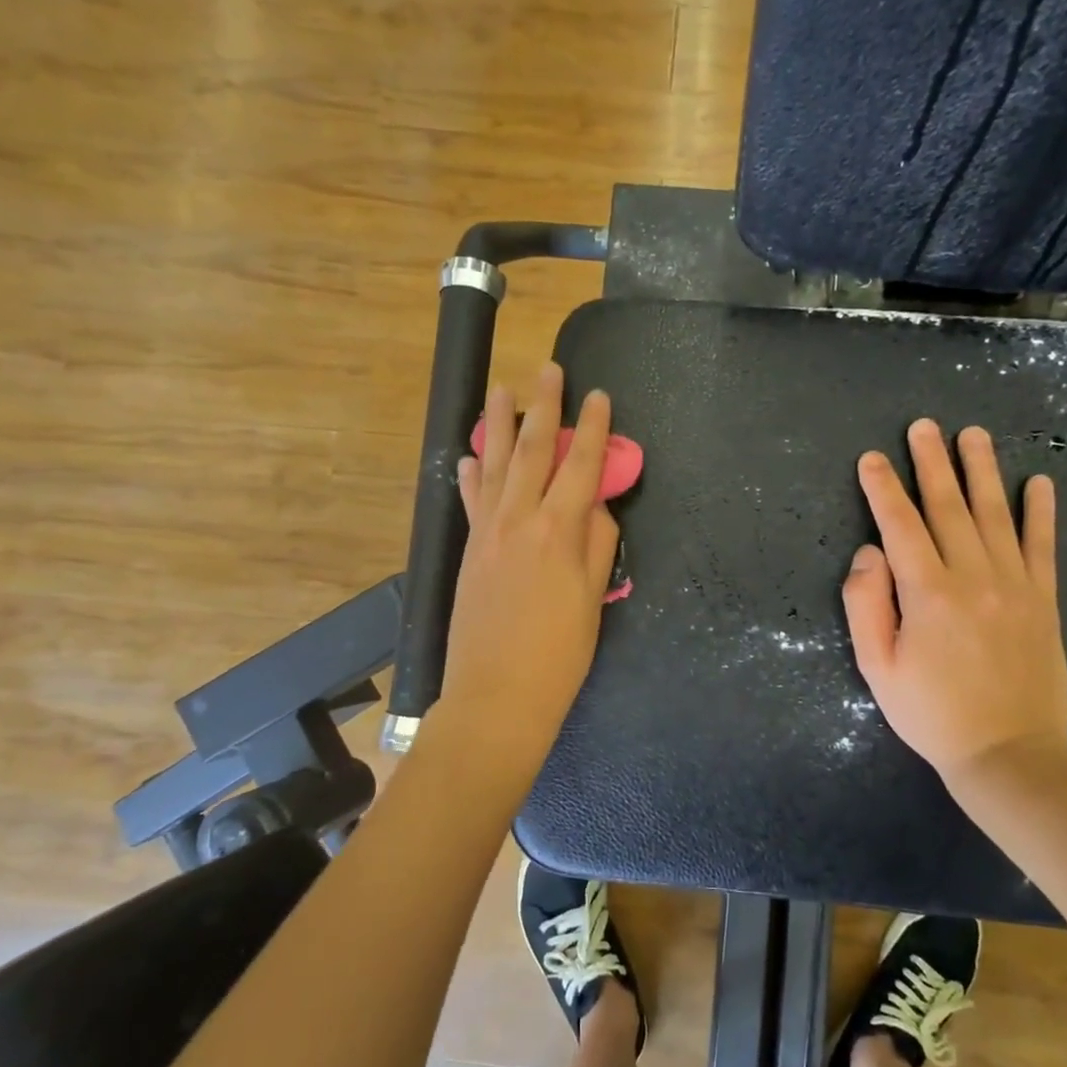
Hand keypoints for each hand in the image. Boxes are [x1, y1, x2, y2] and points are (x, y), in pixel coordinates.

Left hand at [436, 362, 620, 770]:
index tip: (599, 396)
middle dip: (543, 408)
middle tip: (547, 370)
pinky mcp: (469, 551)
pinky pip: (471, 501)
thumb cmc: (558, 656)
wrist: (497, 696)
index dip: (594, 428)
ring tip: (500, 389)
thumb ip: (597, 546)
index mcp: (559, 532)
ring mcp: (489, 534)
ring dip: (499, 425)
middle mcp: (520, 521)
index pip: (582, 466)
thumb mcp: (593, 601)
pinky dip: (470, 475)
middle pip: (533, 452)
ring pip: (495, 466)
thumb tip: (594, 509)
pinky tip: (468, 456)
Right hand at [842, 420, 1066, 794]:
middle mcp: (973, 576)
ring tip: (973, 435)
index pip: (900, 525)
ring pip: (996, 514)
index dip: (883, 489)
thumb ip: (866, 605)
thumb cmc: (931, 714)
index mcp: (928, 593)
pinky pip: (1042, 546)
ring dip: (982, 471)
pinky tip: (1040, 482)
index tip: (871, 458)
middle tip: (923, 426)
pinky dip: (1041, 512)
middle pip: (948, 507)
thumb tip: (868, 553)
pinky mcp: (1044, 601)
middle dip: (931, 463)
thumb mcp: (877, 668)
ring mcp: (1015, 585)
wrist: (1008, 754)